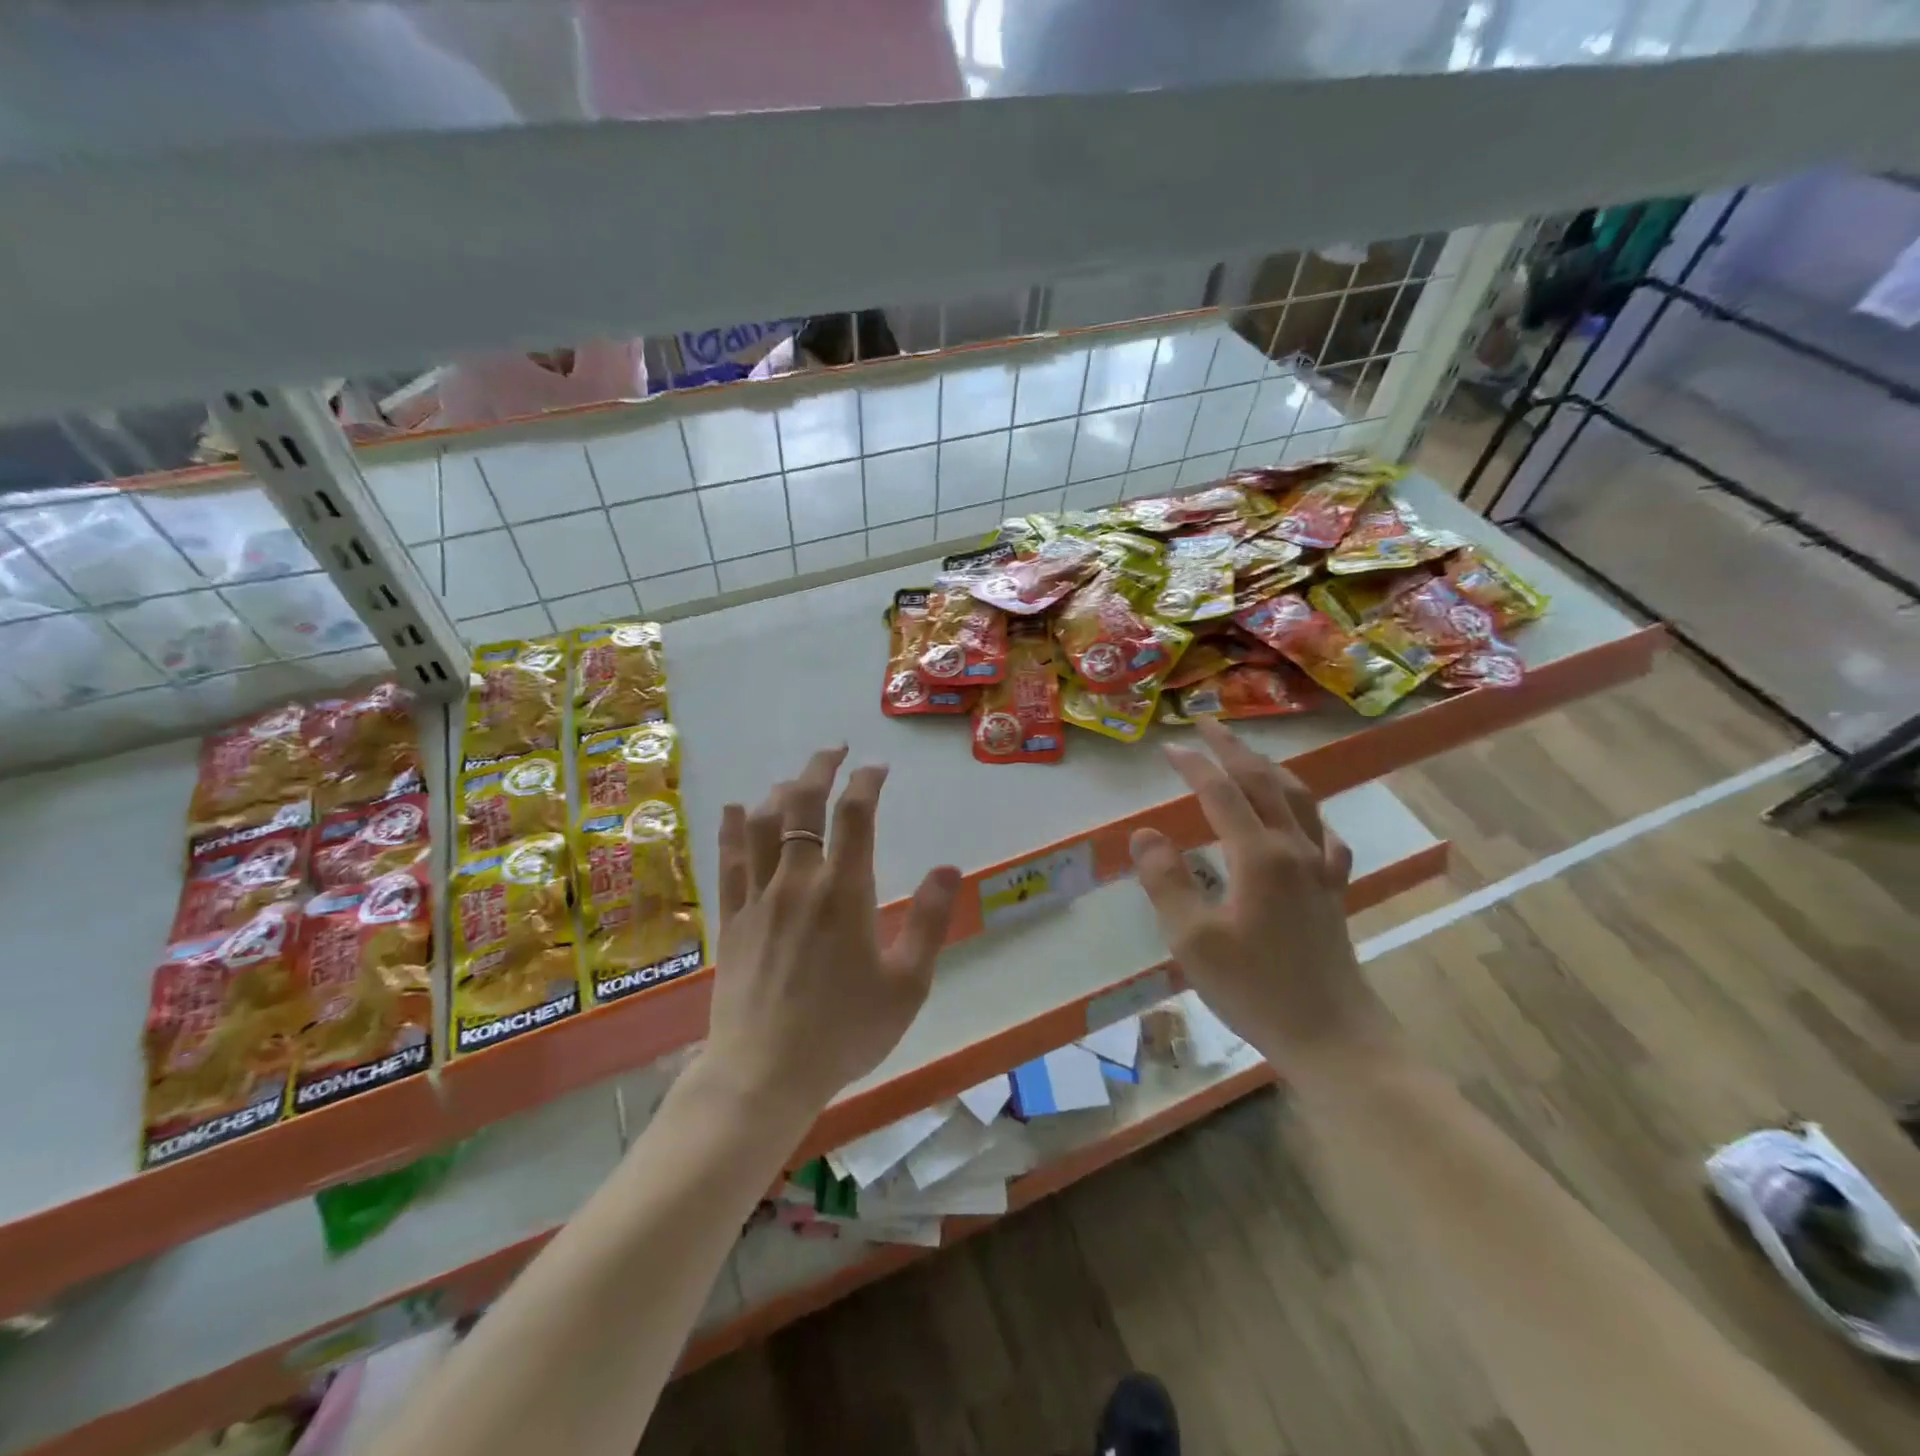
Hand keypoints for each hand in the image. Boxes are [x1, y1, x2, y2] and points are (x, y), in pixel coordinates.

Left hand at [705, 746, 961, 1113]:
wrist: (765, 1075)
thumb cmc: (844, 1032)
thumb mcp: (907, 984)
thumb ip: (931, 921)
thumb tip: (949, 867)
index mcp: (844, 892)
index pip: (855, 814)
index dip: (866, 781)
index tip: (877, 768)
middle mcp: (798, 881)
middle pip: (802, 804)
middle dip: (819, 768)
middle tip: (835, 751)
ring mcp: (758, 898)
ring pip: (762, 824)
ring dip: (780, 791)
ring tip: (795, 780)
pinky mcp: (732, 920)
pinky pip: (728, 861)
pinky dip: (733, 827)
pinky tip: (736, 809)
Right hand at [1129, 719, 1393, 1080]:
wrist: (1331, 1035)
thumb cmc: (1256, 988)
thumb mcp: (1193, 939)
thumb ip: (1166, 881)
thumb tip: (1145, 834)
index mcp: (1259, 856)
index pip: (1222, 794)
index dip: (1194, 766)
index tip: (1168, 747)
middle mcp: (1294, 849)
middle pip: (1264, 783)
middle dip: (1233, 750)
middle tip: (1207, 727)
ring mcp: (1320, 868)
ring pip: (1299, 800)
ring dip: (1270, 770)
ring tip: (1248, 756)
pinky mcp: (1332, 891)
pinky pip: (1324, 835)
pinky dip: (1307, 813)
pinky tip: (1303, 820)